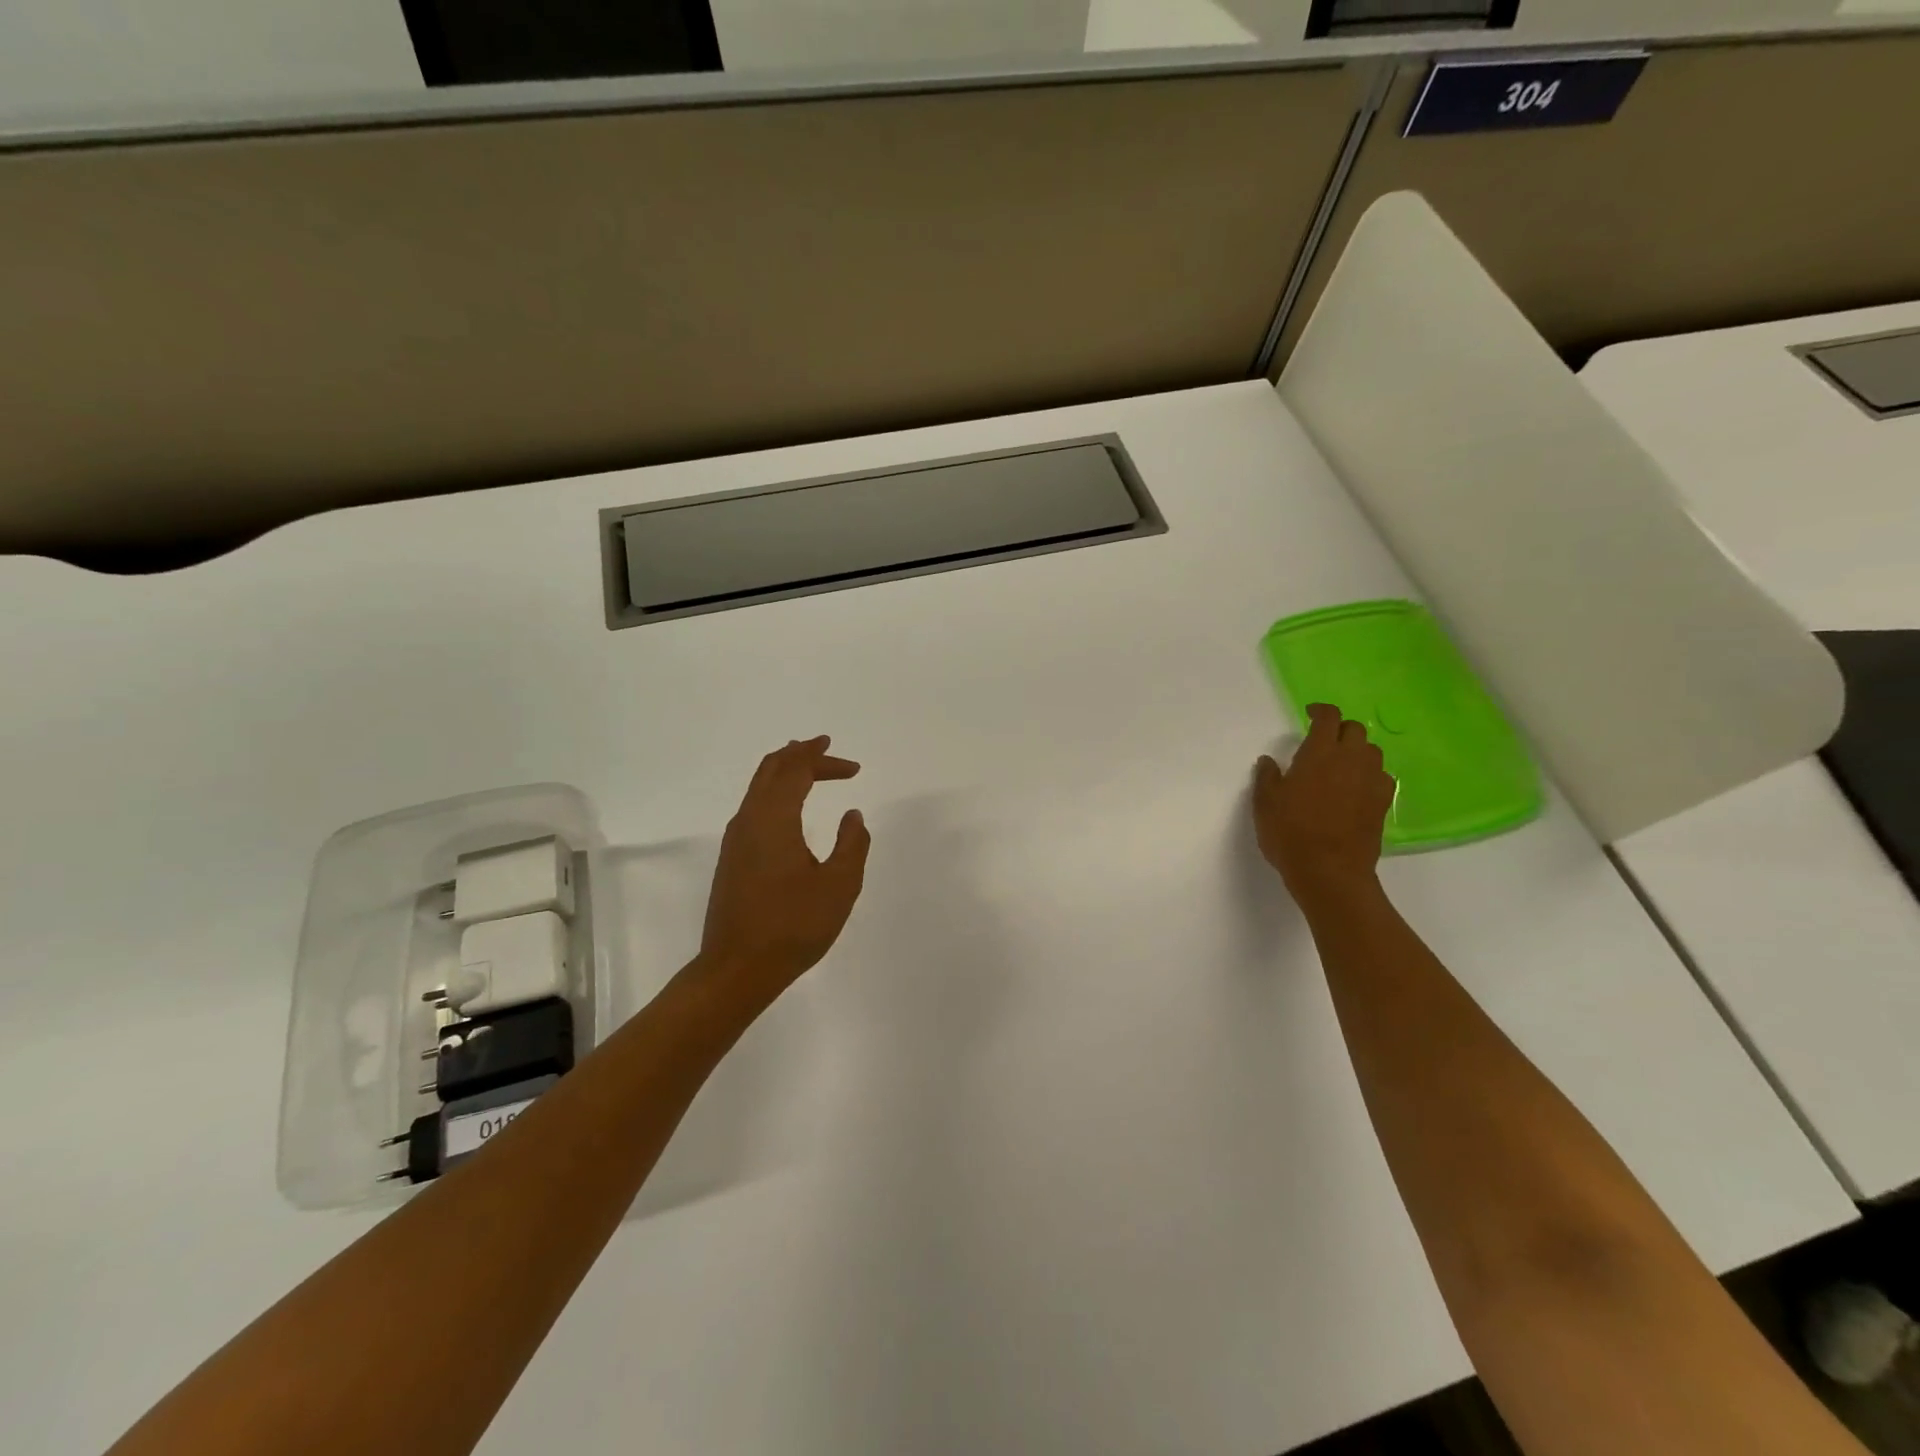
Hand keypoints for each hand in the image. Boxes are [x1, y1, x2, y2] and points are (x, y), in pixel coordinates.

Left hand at [698, 736, 870, 997]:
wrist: (737, 969)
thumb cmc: (793, 925)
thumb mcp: (839, 885)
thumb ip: (852, 844)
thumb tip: (853, 816)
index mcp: (774, 818)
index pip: (797, 770)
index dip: (823, 759)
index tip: (853, 767)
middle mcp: (749, 820)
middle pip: (771, 769)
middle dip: (801, 754)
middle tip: (826, 749)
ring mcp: (736, 840)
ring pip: (758, 787)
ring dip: (784, 772)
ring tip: (808, 769)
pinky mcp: (732, 859)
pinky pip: (754, 806)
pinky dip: (775, 793)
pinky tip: (789, 809)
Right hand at [1253, 703, 1395, 907]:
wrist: (1330, 871)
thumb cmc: (1290, 832)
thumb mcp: (1265, 804)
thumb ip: (1267, 778)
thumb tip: (1269, 761)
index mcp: (1319, 753)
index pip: (1328, 717)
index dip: (1320, 710)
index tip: (1309, 713)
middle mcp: (1351, 760)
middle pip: (1354, 730)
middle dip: (1339, 729)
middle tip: (1323, 742)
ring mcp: (1371, 781)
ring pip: (1371, 752)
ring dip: (1357, 751)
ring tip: (1340, 765)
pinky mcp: (1383, 803)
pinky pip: (1382, 777)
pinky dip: (1370, 775)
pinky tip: (1356, 788)